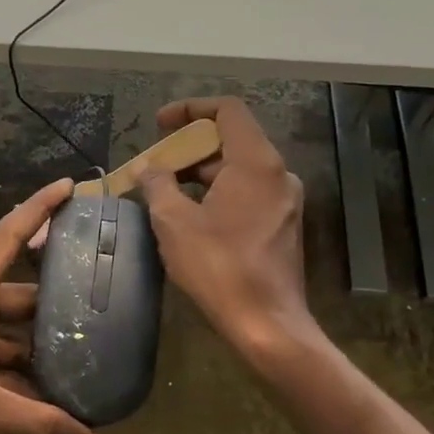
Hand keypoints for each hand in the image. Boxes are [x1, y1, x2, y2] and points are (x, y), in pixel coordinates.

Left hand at [0, 177, 98, 433]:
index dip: (39, 210)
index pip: (6, 238)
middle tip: (99, 295)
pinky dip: (17, 374)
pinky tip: (47, 397)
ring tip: (84, 355)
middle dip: (54, 295)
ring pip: (5, 330)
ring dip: (38, 345)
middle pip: (15, 290)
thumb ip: (36, 424)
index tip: (69, 186)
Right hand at [138, 98, 312, 361]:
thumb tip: (149, 167)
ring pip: (238, 169)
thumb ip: (158, 184)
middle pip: (231, 139)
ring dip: (200, 173)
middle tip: (155, 165)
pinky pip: (247, 192)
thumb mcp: (174, 222)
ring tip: (164, 192)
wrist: (267, 324)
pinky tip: (190, 215)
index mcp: (256, 162)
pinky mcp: (283, 224)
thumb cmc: (218, 267)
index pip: (227, 110)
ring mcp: (285, 200)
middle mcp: (277, 173)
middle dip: (189, 146)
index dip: (190, 109)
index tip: (160, 124)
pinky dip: (217, 192)